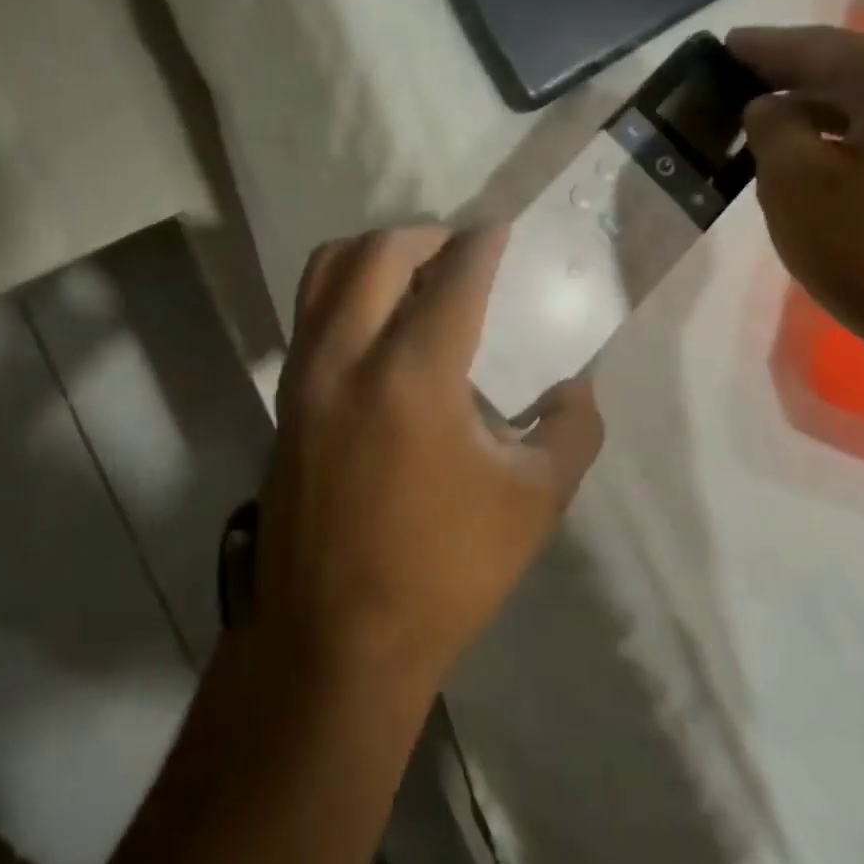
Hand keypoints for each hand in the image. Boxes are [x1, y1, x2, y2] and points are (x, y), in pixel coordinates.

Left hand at [253, 225, 603, 693]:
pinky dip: (345, 283)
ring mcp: (306, 369)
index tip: (502, 228)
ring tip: (414, 269)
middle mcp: (349, 354)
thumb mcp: (533, 503)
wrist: (335, 634)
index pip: (455, 276)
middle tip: (461, 249)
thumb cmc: (443, 570)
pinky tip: (377, 316)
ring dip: (376, 250)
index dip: (484, 242)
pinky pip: (310, 304)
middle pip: (381, 251)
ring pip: (330, 266)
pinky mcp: (286, 390)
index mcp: (415, 376)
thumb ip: (571, 429)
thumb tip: (577, 382)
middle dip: (428, 234)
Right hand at [728, 25, 863, 370]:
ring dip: (823, 115)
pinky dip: (854, 144)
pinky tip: (827, 165)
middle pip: (856, 74)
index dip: (765, 47)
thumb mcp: (794, 183)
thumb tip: (774, 107)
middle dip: (795, 78)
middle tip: (742, 82)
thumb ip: (771, 128)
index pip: (821, 47)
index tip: (725, 45)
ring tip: (775, 125)